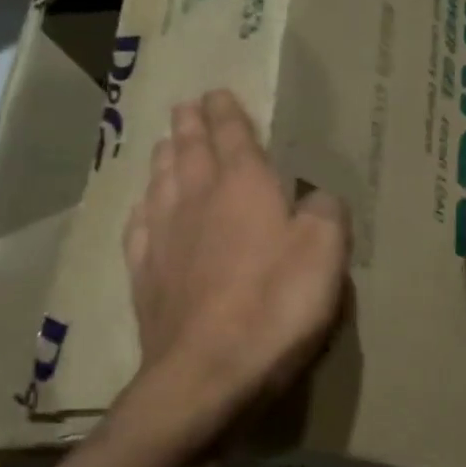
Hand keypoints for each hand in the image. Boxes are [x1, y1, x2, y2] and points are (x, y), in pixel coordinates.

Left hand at [121, 90, 350, 457]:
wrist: (208, 372)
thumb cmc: (275, 306)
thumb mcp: (325, 253)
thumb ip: (326, 213)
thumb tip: (317, 198)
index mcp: (243, 187)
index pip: (232, 135)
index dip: (226, 112)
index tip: (216, 94)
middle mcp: (197, 200)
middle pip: (189, 152)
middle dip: (190, 126)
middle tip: (184, 107)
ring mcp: (163, 238)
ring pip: (160, 183)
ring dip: (164, 159)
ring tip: (164, 145)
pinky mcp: (145, 277)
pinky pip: (139, 230)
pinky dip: (142, 211)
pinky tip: (142, 209)